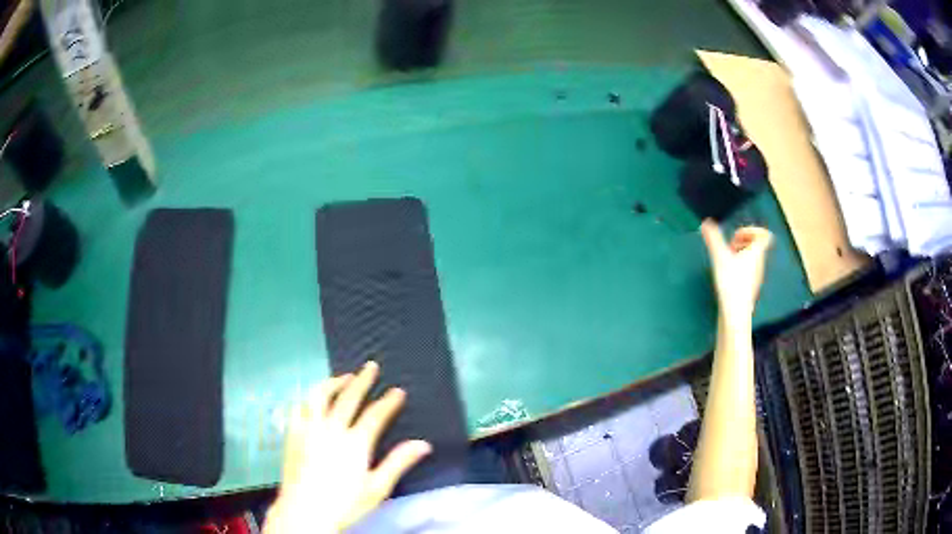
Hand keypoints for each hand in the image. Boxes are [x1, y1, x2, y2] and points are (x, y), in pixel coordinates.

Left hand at [264, 362, 431, 533]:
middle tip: (371, 366)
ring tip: (344, 376)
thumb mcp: (377, 488)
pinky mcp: (292, 433)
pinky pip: (299, 407)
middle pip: (348, 397)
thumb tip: (424, 444)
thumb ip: (399, 463)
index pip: (375, 414)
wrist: (304, 511)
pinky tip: (314, 398)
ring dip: (334, 382)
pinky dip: (309, 398)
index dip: (388, 401)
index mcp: (355, 443)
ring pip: (320, 395)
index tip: (398, 391)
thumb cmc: (344, 504)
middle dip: (362, 380)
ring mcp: (308, 429)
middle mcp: (331, 429)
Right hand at [700, 219, 772, 320]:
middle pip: (757, 246)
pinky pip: (748, 271)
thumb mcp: (720, 257)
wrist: (736, 312)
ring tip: (727, 261)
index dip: (752, 230)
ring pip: (752, 259)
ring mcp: (756, 276)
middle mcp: (760, 263)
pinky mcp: (751, 288)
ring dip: (740, 255)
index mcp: (757, 252)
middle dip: (742, 243)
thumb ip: (713, 239)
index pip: (764, 235)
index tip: (737, 236)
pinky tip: (728, 276)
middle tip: (730, 248)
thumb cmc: (731, 282)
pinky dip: (739, 268)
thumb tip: (706, 223)